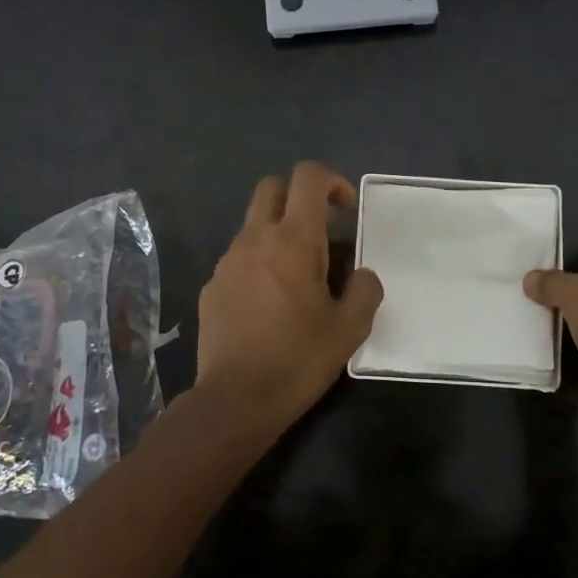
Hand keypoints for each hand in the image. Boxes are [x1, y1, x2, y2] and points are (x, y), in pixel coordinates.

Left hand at [197, 161, 383, 431]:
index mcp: (293, 240)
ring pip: (253, 224)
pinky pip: (239, 257)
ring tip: (298, 277)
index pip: (308, 177)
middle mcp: (255, 239)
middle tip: (321, 231)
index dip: (332, 181)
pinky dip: (259, 263)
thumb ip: (365, 289)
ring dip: (278, 233)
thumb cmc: (298, 359)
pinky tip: (270, 304)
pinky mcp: (212, 286)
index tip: (346, 211)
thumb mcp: (350, 328)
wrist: (236, 399)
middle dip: (299, 196)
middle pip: (272, 187)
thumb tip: (361, 274)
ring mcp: (227, 261)